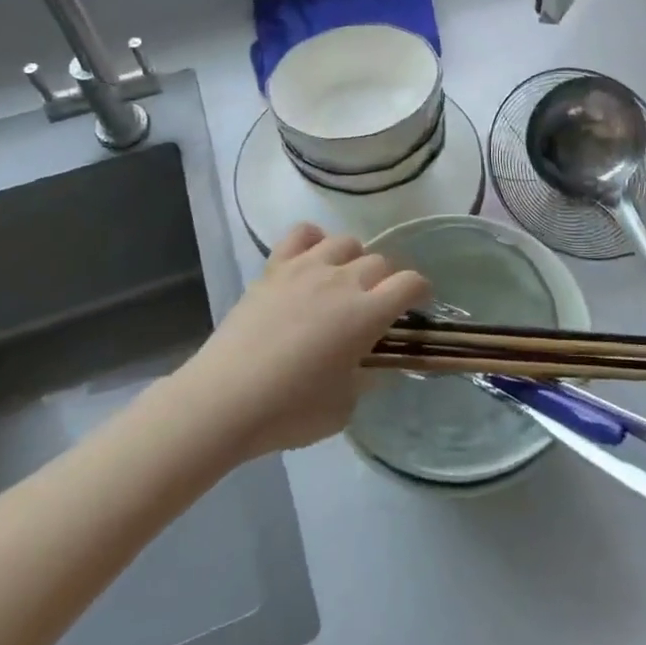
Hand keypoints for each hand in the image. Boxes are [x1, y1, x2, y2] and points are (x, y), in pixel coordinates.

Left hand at [181, 225, 429, 458]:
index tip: (417, 305)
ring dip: (354, 260)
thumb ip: (365, 378)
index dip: (420, 291)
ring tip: (343, 282)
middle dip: (387, 281)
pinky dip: (314, 240)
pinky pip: (302, 233)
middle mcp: (342, 281)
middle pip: (380, 261)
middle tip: (376, 305)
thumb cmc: (289, 411)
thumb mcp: (344, 407)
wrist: (225, 399)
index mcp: (366, 314)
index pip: (410, 283)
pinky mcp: (274, 267)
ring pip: (346, 242)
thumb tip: (367, 363)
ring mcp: (306, 268)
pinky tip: (312, 260)